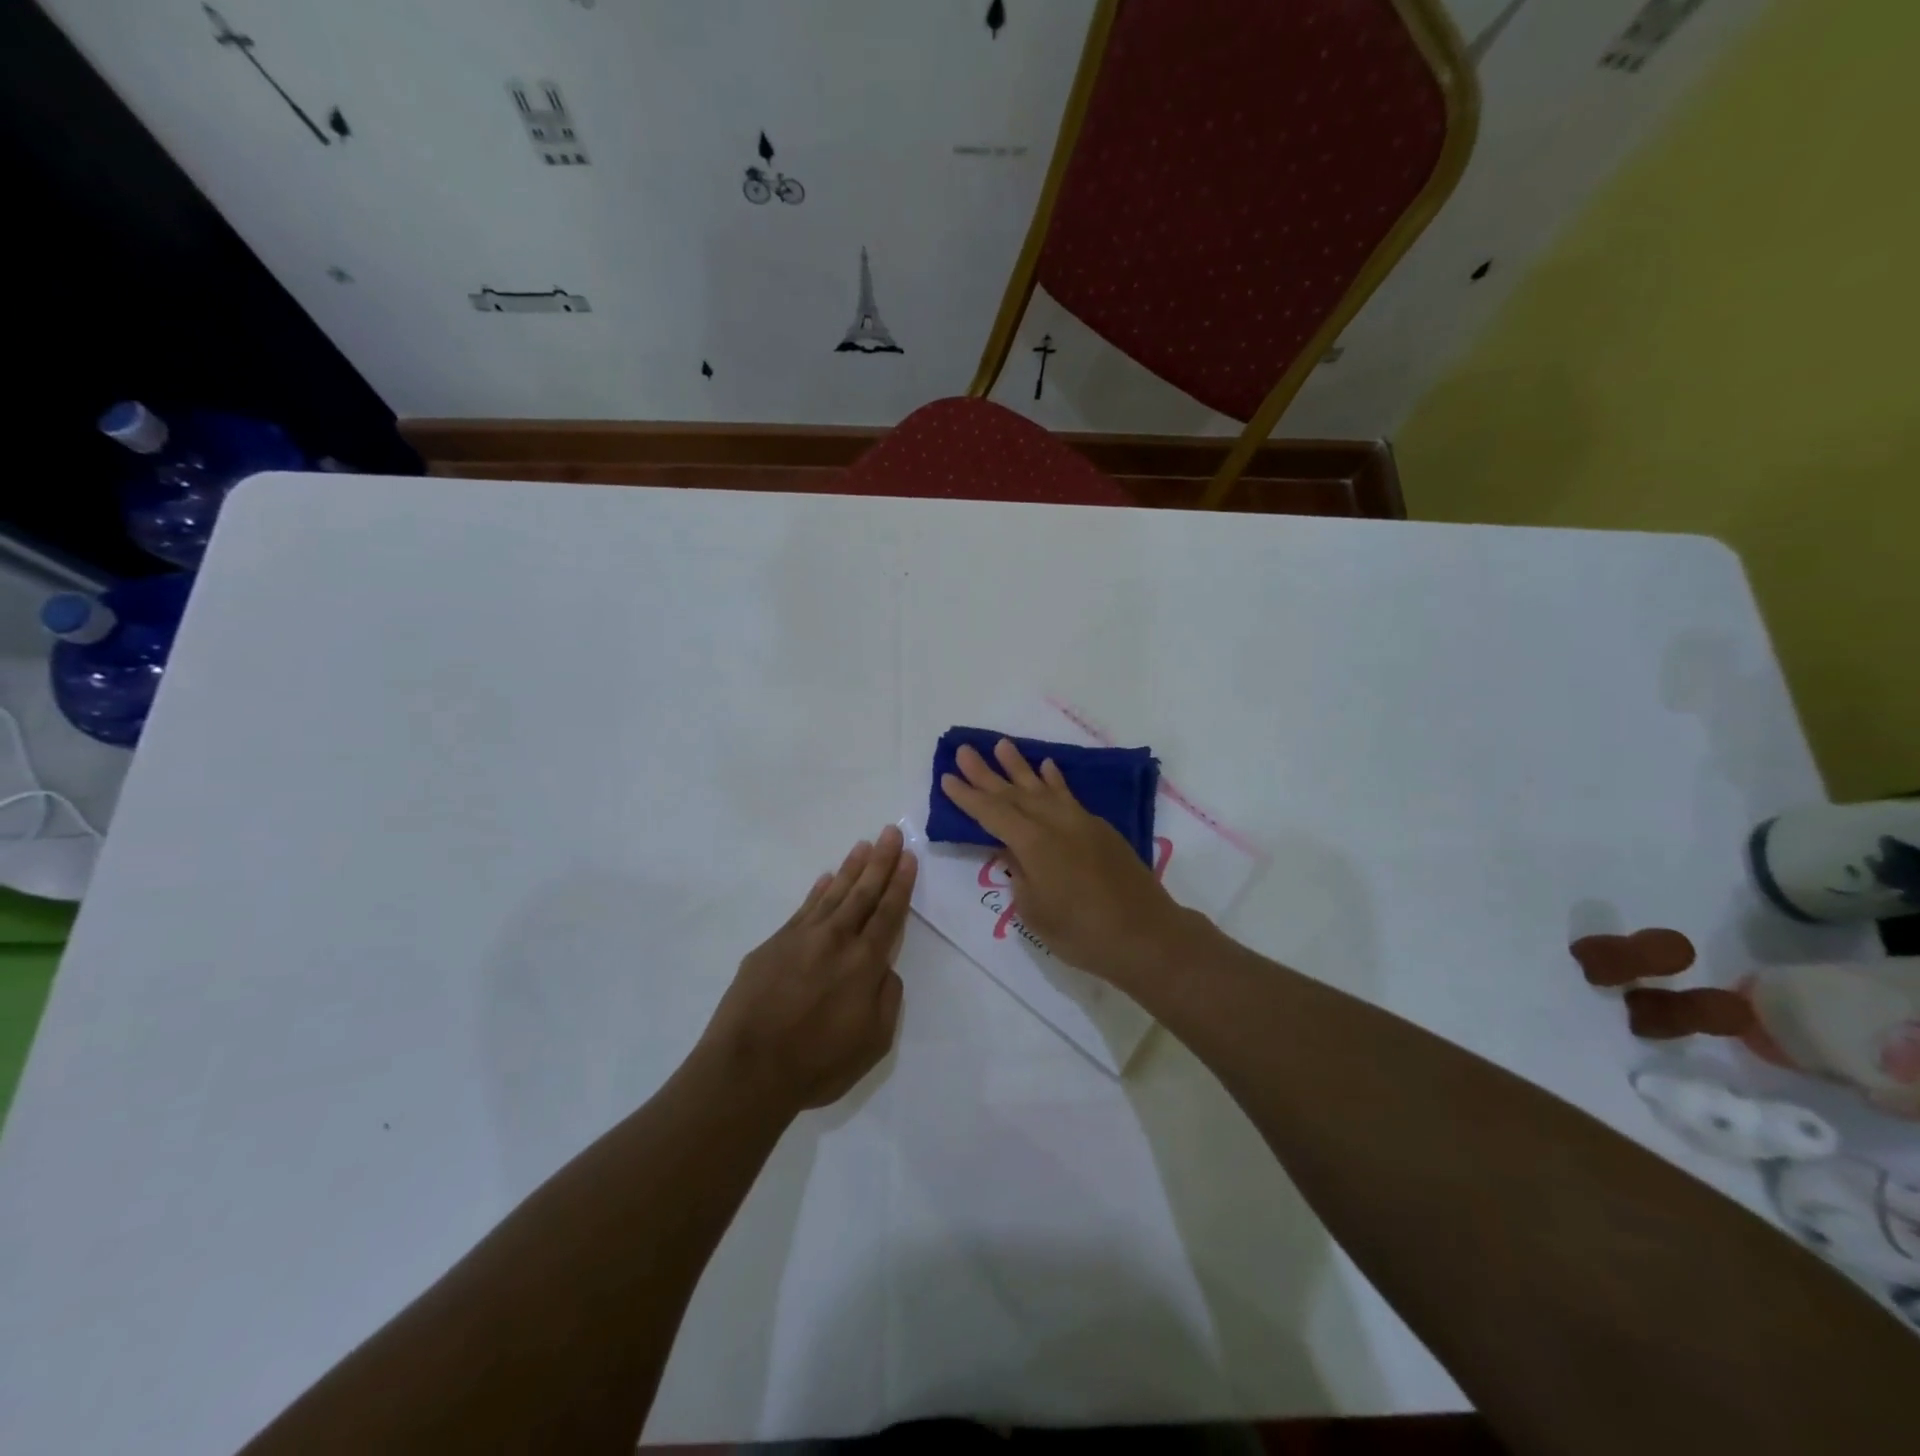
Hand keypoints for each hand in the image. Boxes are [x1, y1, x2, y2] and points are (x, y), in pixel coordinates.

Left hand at [698, 825, 914, 1113]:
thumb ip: (887, 1000)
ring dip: (851, 868)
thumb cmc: (817, 1064)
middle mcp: (835, 940)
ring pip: (833, 894)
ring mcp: (800, 938)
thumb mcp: (873, 1043)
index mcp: (864, 963)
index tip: (909, 857)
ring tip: (863, 845)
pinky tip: (825, 879)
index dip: (900, 884)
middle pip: (863, 893)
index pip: (888, 914)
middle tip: (890, 832)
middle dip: (880, 861)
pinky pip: (803, 908)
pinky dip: (817, 891)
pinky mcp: (772, 945)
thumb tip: (885, 969)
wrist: (747, 1070)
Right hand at [940, 739, 1200, 990]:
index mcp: (1033, 844)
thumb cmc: (1082, 933)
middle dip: (986, 773)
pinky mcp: (1100, 828)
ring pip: (1042, 787)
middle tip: (964, 751)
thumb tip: (1016, 853)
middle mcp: (1054, 823)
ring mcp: (1080, 822)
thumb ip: (1020, 876)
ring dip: (1020, 767)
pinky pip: (1068, 796)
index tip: (947, 777)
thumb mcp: (1035, 912)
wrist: (1146, 935)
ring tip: (1002, 745)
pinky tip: (1047, 767)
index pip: (992, 814)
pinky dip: (1055, 780)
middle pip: (1013, 793)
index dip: (967, 796)